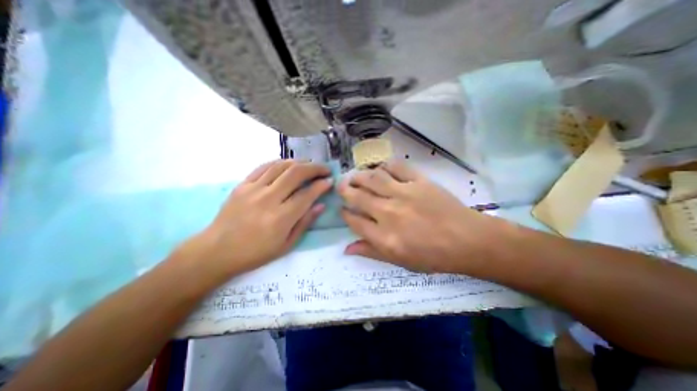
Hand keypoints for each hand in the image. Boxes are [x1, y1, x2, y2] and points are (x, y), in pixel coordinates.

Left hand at [181, 159, 329, 273]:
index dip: (321, 186)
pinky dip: (280, 162)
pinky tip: (288, 164)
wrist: (217, 251)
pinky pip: (264, 167)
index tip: (329, 181)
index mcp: (280, 218)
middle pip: (296, 174)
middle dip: (314, 168)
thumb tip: (321, 205)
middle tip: (324, 170)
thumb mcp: (286, 245)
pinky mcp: (242, 184)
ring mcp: (253, 189)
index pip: (307, 195)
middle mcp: (268, 199)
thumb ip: (305, 222)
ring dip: (299, 162)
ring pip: (281, 166)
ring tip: (309, 165)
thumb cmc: (255, 253)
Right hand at [337, 159, 501, 274]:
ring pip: (373, 178)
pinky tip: (381, 169)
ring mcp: (404, 194)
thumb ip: (371, 252)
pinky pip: (396, 167)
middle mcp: (389, 212)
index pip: (354, 220)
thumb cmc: (433, 256)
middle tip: (342, 186)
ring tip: (355, 176)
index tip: (343, 209)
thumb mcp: (400, 261)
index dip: (345, 214)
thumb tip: (346, 249)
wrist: (468, 240)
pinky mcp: (419, 181)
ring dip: (360, 176)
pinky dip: (385, 166)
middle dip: (345, 190)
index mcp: (383, 236)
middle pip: (358, 196)